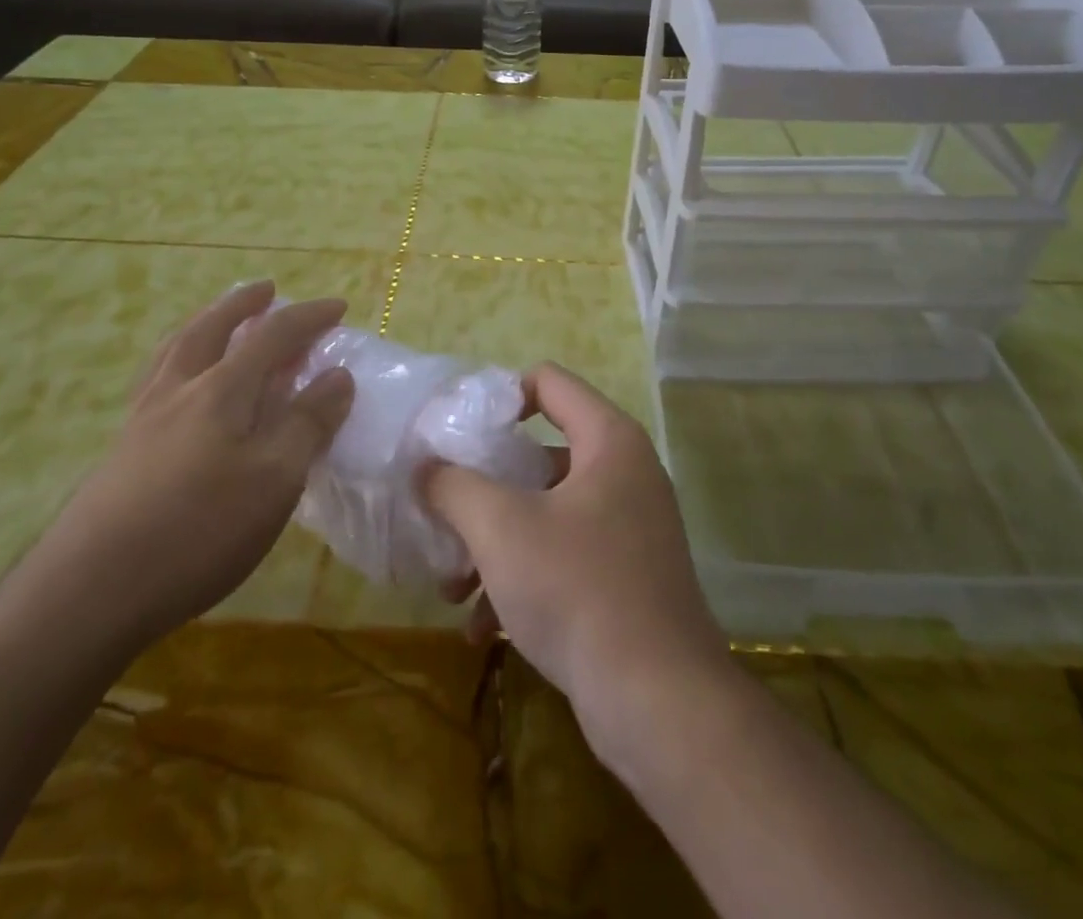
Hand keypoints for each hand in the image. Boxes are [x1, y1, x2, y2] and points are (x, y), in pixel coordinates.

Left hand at [31, 281, 354, 649]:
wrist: (87, 594)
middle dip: (242, 304)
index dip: (308, 317)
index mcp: (220, 390)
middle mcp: (178, 391)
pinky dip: (176, 362)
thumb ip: (308, 423)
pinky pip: (155, 382)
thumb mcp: (274, 479)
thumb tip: (338, 376)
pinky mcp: (121, 452)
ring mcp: (142, 420)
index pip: (272, 336)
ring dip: (203, 324)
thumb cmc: (197, 530)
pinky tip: (178, 386)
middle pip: (209, 329)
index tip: (338, 307)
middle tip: (266, 290)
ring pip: (173, 351)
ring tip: (216, 319)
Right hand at [422, 363, 730, 739]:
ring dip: (495, 544)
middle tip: (444, 513)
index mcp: (608, 440)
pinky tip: (481, 627)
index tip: (457, 431)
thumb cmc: (577, 588)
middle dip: (485, 489)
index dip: (499, 396)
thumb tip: (425, 467)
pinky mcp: (627, 576)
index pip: (548, 381)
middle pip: (540, 453)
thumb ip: (454, 485)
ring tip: (452, 588)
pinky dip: (523, 578)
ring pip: (547, 512)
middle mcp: (625, 472)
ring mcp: (630, 526)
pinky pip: (564, 555)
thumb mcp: (501, 528)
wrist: (658, 701)